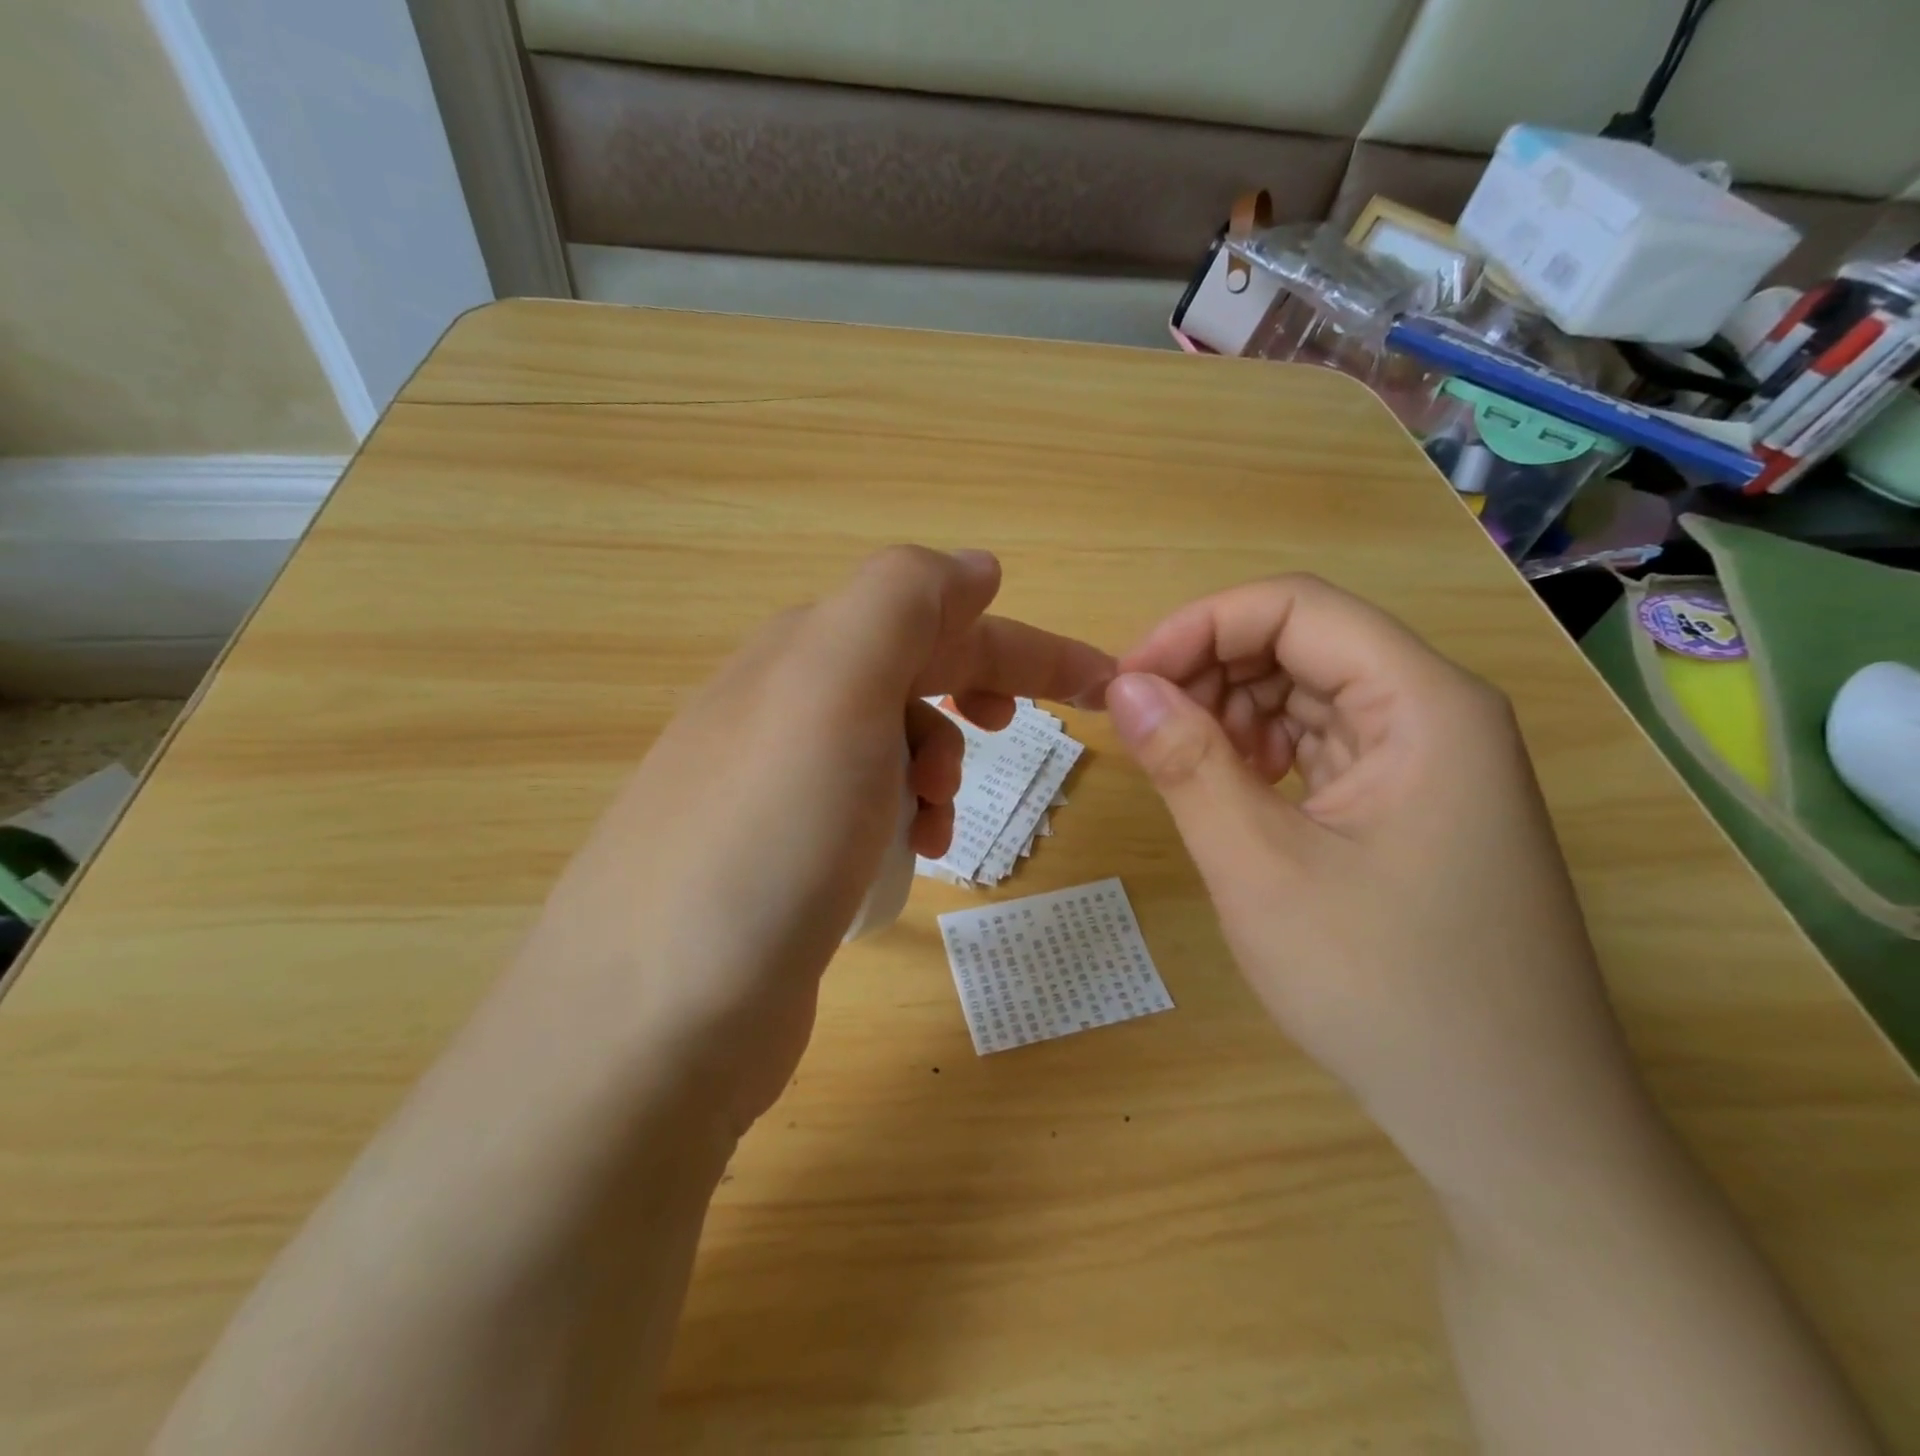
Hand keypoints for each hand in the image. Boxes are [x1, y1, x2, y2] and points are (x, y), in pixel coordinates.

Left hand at [503, 548, 1112, 1133]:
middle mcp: (781, 711)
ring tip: (939, 821)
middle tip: (1017, 736)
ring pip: (891, 747)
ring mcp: (774, 790)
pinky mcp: (778, 861)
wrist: (654, 1018)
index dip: (1022, 644)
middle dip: (977, 695)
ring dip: (938, 768)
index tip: (1101, 681)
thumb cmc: (765, 837)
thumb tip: (973, 566)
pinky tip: (907, 861)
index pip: (933, 619)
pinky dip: (906, 821)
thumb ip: (902, 601)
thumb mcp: (833, 686)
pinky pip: (867, 811)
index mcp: (802, 656)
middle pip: (910, 677)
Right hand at [1106, 575, 1655, 1204]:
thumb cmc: (1386, 990)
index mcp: (1424, 705)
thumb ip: (1187, 764)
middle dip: (1211, 669)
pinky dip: (1263, 753)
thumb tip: (1124, 685)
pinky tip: (1232, 792)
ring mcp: (1431, 764)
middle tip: (1143, 728)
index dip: (1199, 626)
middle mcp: (1438, 715)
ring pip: (1311, 693)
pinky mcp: (1413, 808)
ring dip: (1233, 712)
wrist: (1510, 1125)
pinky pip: (1325, 745)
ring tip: (1183, 766)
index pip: (1297, 607)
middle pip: (1305, 643)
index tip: (1128, 680)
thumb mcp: (1261, 869)